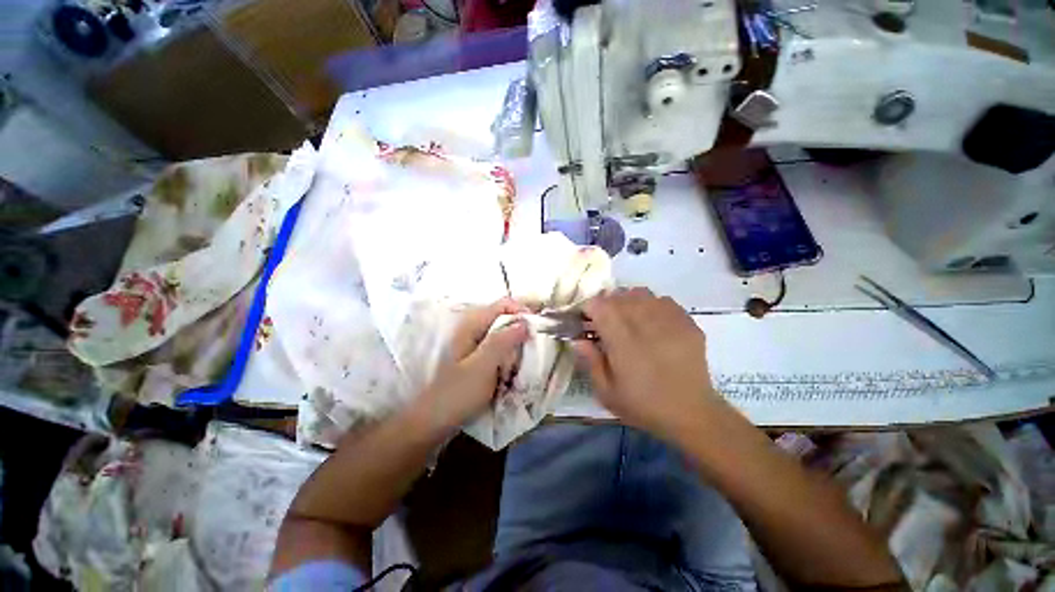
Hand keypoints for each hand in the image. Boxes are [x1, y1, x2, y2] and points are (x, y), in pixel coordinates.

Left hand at [412, 298, 528, 435]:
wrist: (434, 421)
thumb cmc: (458, 393)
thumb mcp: (483, 366)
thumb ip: (503, 341)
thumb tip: (525, 322)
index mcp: (471, 325)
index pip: (503, 304)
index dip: (522, 311)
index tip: (537, 328)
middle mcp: (472, 329)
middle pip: (503, 317)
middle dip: (522, 327)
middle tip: (536, 344)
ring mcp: (473, 344)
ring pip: (502, 333)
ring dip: (517, 341)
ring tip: (529, 356)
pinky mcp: (476, 357)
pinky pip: (498, 347)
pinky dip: (510, 352)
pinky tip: (516, 366)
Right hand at [572, 288, 720, 439]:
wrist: (692, 415)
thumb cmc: (643, 405)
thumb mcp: (607, 392)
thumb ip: (590, 361)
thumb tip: (578, 339)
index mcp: (623, 342)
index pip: (600, 306)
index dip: (589, 308)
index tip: (587, 320)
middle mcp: (645, 324)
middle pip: (619, 296)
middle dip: (607, 304)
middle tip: (606, 321)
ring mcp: (669, 321)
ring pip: (642, 293)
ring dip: (628, 301)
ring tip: (628, 317)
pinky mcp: (687, 323)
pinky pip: (664, 300)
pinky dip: (652, 305)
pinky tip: (652, 321)